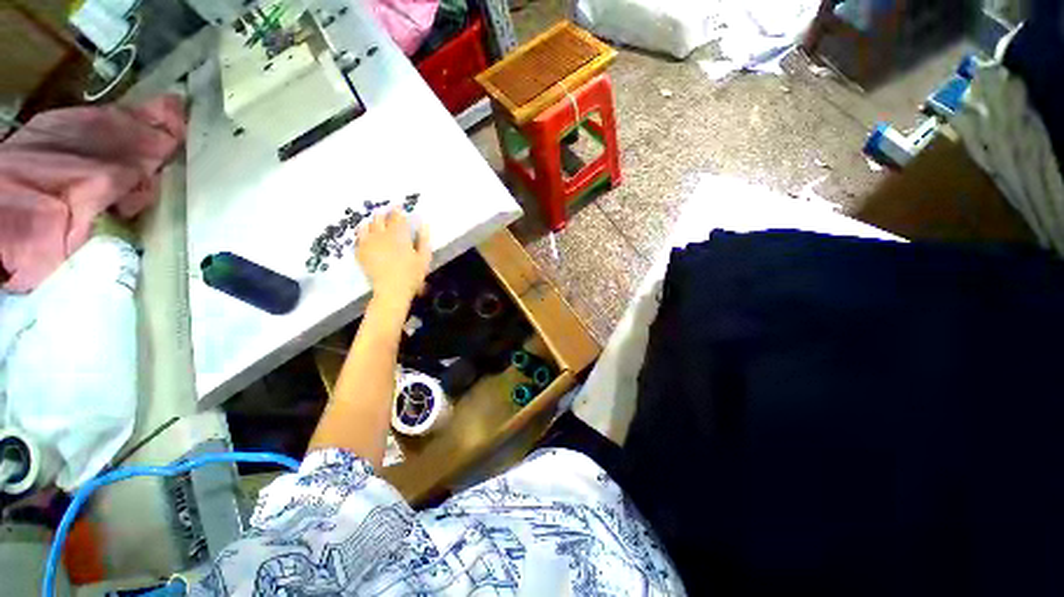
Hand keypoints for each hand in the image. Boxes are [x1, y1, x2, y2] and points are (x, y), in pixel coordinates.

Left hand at [357, 208, 430, 302]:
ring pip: (366, 225)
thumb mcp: (424, 258)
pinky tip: (365, 235)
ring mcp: (368, 243)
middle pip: (379, 218)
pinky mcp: (360, 252)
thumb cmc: (412, 275)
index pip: (397, 217)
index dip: (397, 210)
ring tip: (375, 223)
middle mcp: (381, 235)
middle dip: (384, 214)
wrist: (391, 290)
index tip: (399, 207)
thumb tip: (424, 224)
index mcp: (398, 235)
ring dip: (372, 222)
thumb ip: (424, 240)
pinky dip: (362, 233)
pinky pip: (358, 237)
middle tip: (387, 214)